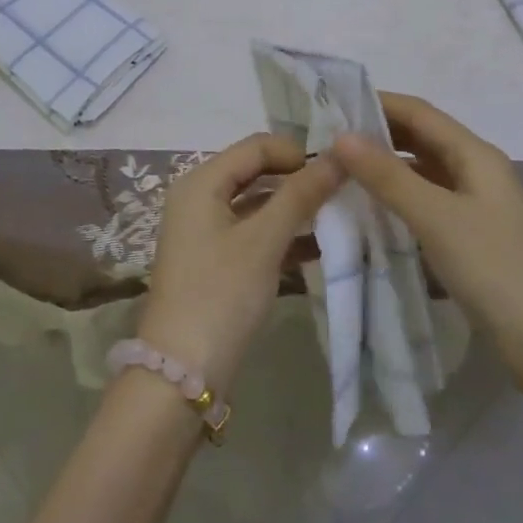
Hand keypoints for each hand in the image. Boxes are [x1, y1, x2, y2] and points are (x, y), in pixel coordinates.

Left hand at [137, 134, 342, 394]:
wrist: (181, 375)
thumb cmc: (221, 294)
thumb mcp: (264, 241)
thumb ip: (301, 195)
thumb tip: (340, 155)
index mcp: (201, 182)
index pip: (256, 146)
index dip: (296, 152)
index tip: (337, 170)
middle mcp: (198, 198)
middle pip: (256, 172)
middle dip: (297, 180)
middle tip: (341, 193)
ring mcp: (205, 232)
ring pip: (257, 205)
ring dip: (293, 209)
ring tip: (336, 219)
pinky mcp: (215, 262)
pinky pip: (253, 234)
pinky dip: (281, 236)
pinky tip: (317, 249)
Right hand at [332, 92, 522, 399]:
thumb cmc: (495, 270)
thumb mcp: (436, 218)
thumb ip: (388, 176)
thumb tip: (341, 136)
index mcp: (475, 154)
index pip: (419, 112)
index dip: (377, 103)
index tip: (331, 105)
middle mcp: (477, 171)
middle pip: (422, 138)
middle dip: (378, 134)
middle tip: (328, 140)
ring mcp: (476, 205)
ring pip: (423, 172)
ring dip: (386, 168)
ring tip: (340, 172)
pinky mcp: (472, 237)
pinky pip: (428, 202)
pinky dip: (399, 199)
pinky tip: (371, 210)